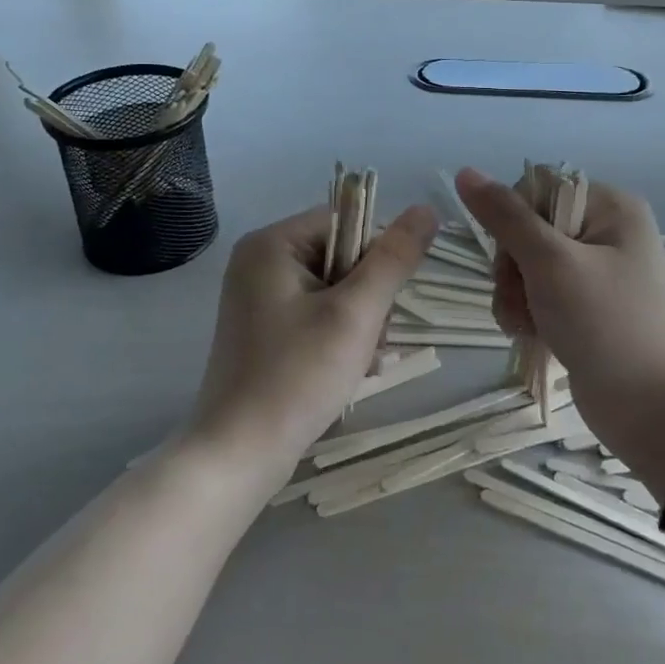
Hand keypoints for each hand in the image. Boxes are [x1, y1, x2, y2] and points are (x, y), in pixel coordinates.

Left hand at [189, 202, 438, 484]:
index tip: (385, 302)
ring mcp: (259, 299)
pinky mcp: (265, 331)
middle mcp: (260, 263)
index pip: (346, 222)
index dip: (377, 257)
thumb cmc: (297, 375)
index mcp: (272, 244)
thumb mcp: (355, 313)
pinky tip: (351, 371)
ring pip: (335, 291)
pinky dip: (340, 338)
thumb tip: (427, 209)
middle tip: (371, 341)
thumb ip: (394, 258)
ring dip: (360, 323)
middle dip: (369, 299)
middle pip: (342, 257)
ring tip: (362, 362)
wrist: (238, 454)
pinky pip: (317, 316)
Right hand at [455, 168, 664, 492]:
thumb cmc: (606, 325)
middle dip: (512, 268)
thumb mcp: (551, 264)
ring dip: (514, 296)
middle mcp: (604, 232)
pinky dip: (527, 314)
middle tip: (522, 299)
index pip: (535, 189)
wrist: (654, 411)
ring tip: (526, 326)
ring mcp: (595, 273)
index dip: (513, 222)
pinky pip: (539, 295)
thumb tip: (465, 172)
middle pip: (526, 229)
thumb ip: (505, 217)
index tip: (515, 258)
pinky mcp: (586, 308)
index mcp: (609, 207)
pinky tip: (531, 336)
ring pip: (526, 266)